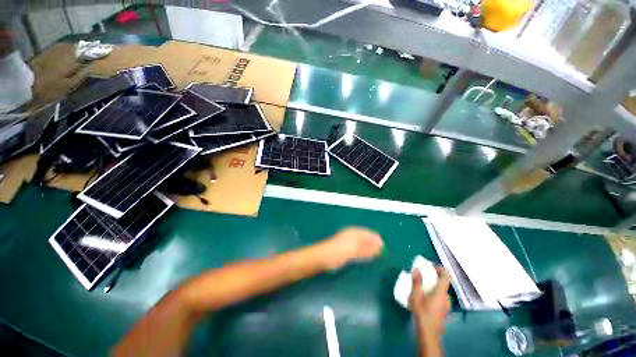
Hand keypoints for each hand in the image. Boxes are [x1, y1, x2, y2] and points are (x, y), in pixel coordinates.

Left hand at [321, 227, 383, 269]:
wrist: (321, 257)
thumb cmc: (337, 252)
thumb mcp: (353, 251)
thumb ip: (366, 249)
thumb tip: (379, 248)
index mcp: (354, 232)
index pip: (369, 234)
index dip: (377, 241)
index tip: (384, 249)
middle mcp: (352, 233)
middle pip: (366, 237)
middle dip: (374, 244)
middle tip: (381, 254)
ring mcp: (348, 240)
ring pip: (362, 242)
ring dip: (369, 248)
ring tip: (375, 255)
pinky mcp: (345, 247)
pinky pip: (358, 247)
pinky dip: (363, 251)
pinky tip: (364, 256)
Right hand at [409, 267, 450, 339]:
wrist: (429, 333)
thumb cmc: (422, 313)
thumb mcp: (416, 296)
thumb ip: (416, 282)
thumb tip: (416, 268)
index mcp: (441, 292)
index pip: (446, 276)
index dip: (440, 268)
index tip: (430, 266)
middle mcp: (446, 296)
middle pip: (443, 282)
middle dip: (433, 276)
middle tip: (422, 274)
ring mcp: (446, 304)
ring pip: (441, 289)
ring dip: (433, 284)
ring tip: (421, 285)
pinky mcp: (444, 309)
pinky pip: (440, 295)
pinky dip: (434, 291)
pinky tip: (425, 296)